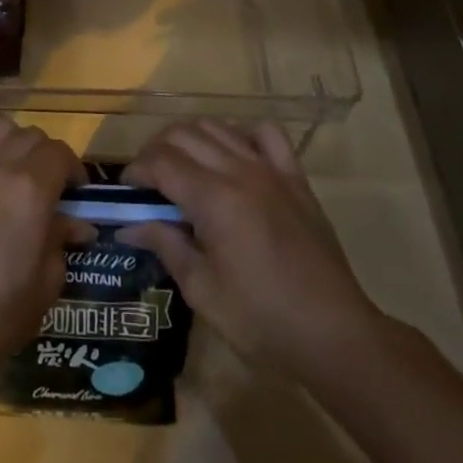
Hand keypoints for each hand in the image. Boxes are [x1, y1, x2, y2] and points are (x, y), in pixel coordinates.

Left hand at [0, 113, 91, 381]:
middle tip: (46, 187)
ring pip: (0, 126)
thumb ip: (62, 240)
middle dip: (47, 158)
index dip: (73, 171)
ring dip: (15, 140)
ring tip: (14, 165)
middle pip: (33, 137)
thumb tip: (77, 223)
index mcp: (31, 190)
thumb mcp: (47, 281)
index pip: (61, 154)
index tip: (75, 194)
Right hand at [119, 120, 381, 380]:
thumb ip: (165, 245)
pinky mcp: (295, 178)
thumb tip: (129, 225)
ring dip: (190, 139)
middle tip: (149, 183)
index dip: (136, 171)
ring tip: (182, 168)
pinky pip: (266, 134)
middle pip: (183, 134)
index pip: (160, 161)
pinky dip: (241, 133)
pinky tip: (232, 157)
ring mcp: (271, 170)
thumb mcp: (202, 289)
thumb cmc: (262, 320)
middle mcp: (239, 171)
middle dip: (156, 151)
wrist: (334, 335)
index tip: (128, 193)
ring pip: (218, 126)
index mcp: (213, 199)